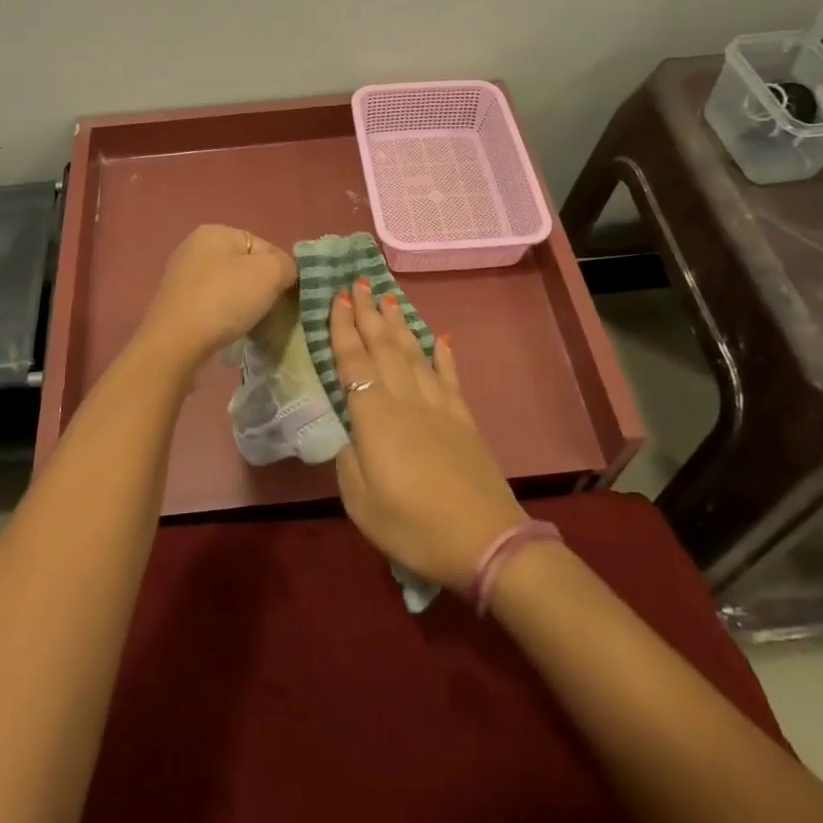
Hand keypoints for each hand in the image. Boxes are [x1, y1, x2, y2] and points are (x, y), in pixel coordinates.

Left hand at [134, 225, 297, 370]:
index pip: (264, 246)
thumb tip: (286, 274)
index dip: (281, 271)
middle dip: (261, 288)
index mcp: (215, 231)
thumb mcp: (270, 273)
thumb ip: (287, 265)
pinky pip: (211, 304)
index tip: (285, 296)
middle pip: (245, 266)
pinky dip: (224, 316)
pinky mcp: (175, 303)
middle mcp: (194, 247)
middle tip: (270, 311)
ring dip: (243, 304)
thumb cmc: (224, 300)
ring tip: (250, 324)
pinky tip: (228, 331)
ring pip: (228, 286)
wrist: (175, 344)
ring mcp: (181, 276)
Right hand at [330, 279, 526, 589]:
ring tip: (389, 297)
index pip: (354, 363)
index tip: (337, 297)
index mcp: (375, 419)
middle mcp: (406, 401)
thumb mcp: (361, 504)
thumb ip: (348, 462)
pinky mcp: (463, 419)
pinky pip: (449, 377)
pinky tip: (439, 337)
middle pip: (384, 347)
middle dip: (369, 312)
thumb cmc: (414, 527)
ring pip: (414, 354)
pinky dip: (443, 354)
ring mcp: (438, 407)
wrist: (485, 541)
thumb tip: (349, 435)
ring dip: (399, 324)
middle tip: (359, 281)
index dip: (343, 329)